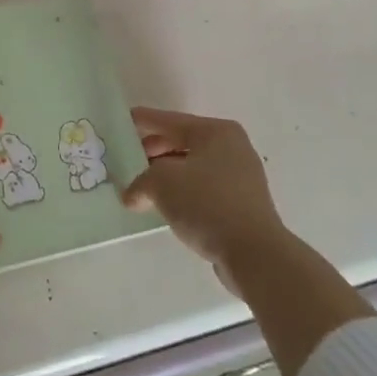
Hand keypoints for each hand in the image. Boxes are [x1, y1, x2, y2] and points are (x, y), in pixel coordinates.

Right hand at [123, 108, 291, 298]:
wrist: (254, 255)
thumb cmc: (207, 203)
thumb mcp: (161, 183)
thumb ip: (140, 182)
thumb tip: (132, 195)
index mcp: (216, 132)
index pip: (170, 121)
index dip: (143, 120)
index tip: (122, 121)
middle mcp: (232, 148)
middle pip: (182, 143)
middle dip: (153, 152)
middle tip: (126, 159)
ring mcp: (241, 178)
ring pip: (192, 168)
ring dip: (166, 176)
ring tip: (140, 186)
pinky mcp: (242, 205)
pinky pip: (203, 190)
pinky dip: (182, 193)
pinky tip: (165, 206)